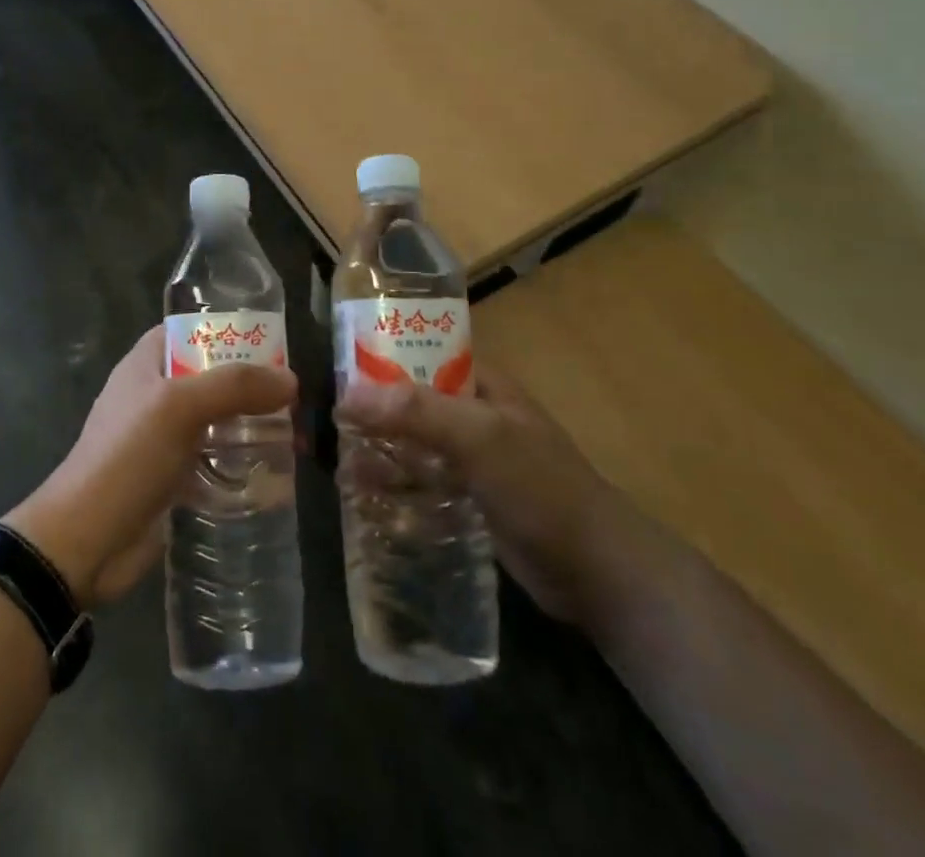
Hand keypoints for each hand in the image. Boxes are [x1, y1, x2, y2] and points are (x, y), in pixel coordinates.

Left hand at [8, 326, 296, 607]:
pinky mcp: (172, 479)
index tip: (269, 343)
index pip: (188, 332)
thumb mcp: (180, 407)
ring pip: (215, 420)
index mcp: (145, 365)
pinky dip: (239, 463)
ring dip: (249, 425)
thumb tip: (290, 380)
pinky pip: (213, 461)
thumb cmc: (127, 457)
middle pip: (209, 377)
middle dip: (248, 384)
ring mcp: (162, 439)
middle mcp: (154, 396)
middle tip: (291, 397)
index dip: (225, 332)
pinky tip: (272, 473)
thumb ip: (235, 386)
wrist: (87, 541)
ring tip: (292, 434)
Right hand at [336, 366, 628, 621]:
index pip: (422, 353)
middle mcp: (474, 414)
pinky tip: (364, 496)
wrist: (598, 571)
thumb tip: (347, 395)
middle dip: (372, 410)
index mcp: (481, 384)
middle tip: (326, 423)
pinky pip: (423, 481)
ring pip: (414, 443)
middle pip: (412, 401)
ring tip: (337, 463)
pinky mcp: (471, 498)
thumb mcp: (480, 438)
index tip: (335, 368)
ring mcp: (473, 458)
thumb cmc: (541, 487)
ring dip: (380, 450)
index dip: (380, 356)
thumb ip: (417, 412)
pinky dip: (396, 484)